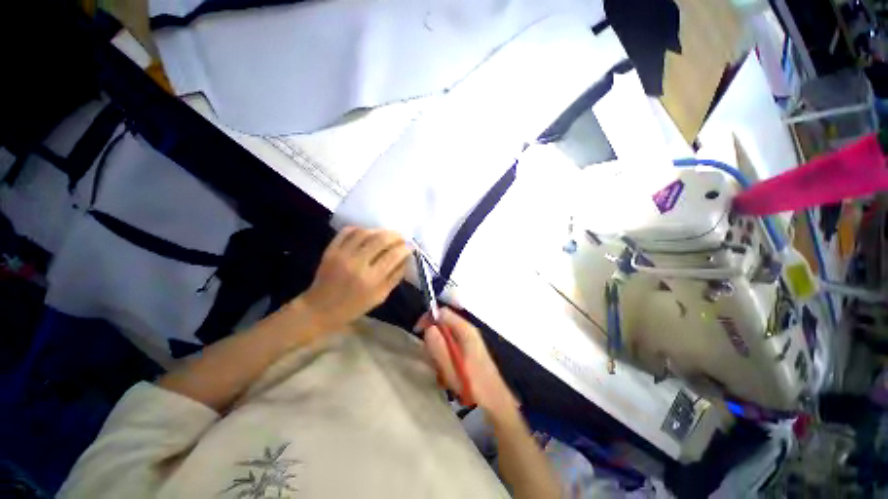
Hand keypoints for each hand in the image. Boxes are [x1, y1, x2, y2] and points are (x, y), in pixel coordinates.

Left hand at [303, 227, 411, 330]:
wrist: (320, 309)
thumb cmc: (354, 307)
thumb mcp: (380, 297)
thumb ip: (395, 277)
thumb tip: (406, 258)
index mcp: (371, 280)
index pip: (393, 255)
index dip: (405, 248)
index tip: (409, 247)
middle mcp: (357, 264)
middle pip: (381, 240)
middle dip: (395, 236)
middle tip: (401, 237)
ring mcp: (342, 255)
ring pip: (365, 232)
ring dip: (380, 230)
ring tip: (387, 234)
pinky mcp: (331, 250)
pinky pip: (347, 232)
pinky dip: (360, 228)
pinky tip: (367, 232)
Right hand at [421, 308, 517, 416]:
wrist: (495, 402)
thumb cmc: (472, 385)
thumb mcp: (451, 367)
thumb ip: (438, 346)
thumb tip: (429, 328)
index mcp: (465, 330)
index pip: (443, 312)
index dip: (428, 318)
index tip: (418, 331)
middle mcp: (469, 330)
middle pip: (444, 323)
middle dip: (433, 337)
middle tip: (430, 356)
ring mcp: (471, 340)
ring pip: (447, 335)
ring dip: (439, 349)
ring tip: (440, 368)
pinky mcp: (471, 349)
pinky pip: (452, 344)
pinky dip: (445, 354)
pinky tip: (447, 371)